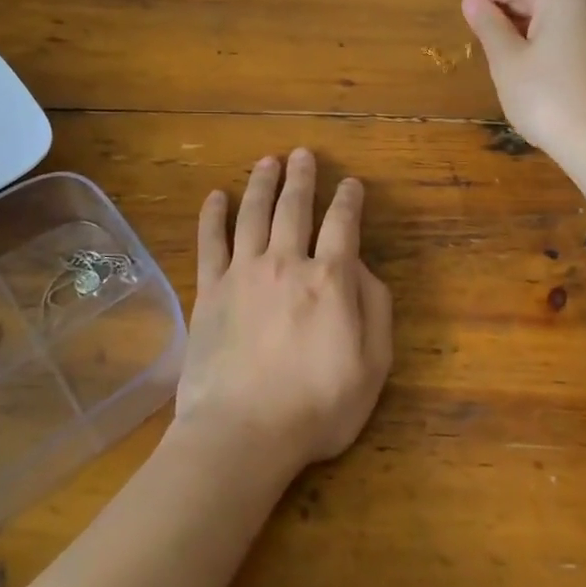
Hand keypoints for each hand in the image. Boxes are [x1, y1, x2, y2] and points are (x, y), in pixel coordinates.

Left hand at [173, 150, 393, 477]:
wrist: (243, 432)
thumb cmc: (317, 406)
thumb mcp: (373, 364)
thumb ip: (375, 308)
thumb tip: (360, 269)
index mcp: (329, 279)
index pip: (343, 225)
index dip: (348, 200)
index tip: (350, 183)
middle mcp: (286, 263)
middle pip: (294, 208)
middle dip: (301, 178)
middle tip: (302, 154)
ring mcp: (243, 273)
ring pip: (254, 214)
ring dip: (262, 184)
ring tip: (267, 160)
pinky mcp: (210, 291)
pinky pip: (210, 243)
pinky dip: (212, 216)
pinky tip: (215, 196)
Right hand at [461, 0, 585, 156]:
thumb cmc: (546, 96)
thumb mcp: (507, 60)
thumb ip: (489, 26)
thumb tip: (473, 3)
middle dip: (508, 3)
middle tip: (475, 16)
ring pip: (560, 13)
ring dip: (526, 20)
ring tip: (495, 35)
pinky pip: (573, 32)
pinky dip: (547, 35)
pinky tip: (527, 53)